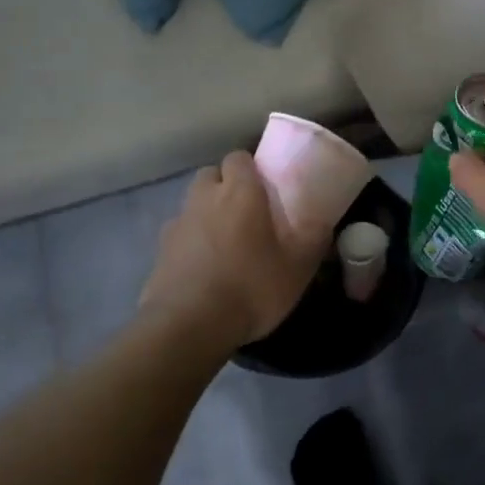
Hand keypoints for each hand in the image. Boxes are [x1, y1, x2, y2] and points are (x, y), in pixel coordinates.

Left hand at [142, 152, 321, 348]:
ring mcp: (177, 224)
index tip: (266, 186)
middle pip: (211, 174)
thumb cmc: (251, 287)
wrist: (188, 326)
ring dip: (206, 212)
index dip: (251, 168)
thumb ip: (314, 238)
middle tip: (245, 210)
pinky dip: (190, 241)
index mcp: (239, 192)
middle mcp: (204, 198)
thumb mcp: (298, 267)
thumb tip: (324, 222)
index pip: (239, 157)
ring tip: (225, 241)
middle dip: (225, 185)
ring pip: (192, 203)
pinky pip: (179, 234)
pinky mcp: (160, 252)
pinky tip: (203, 266)